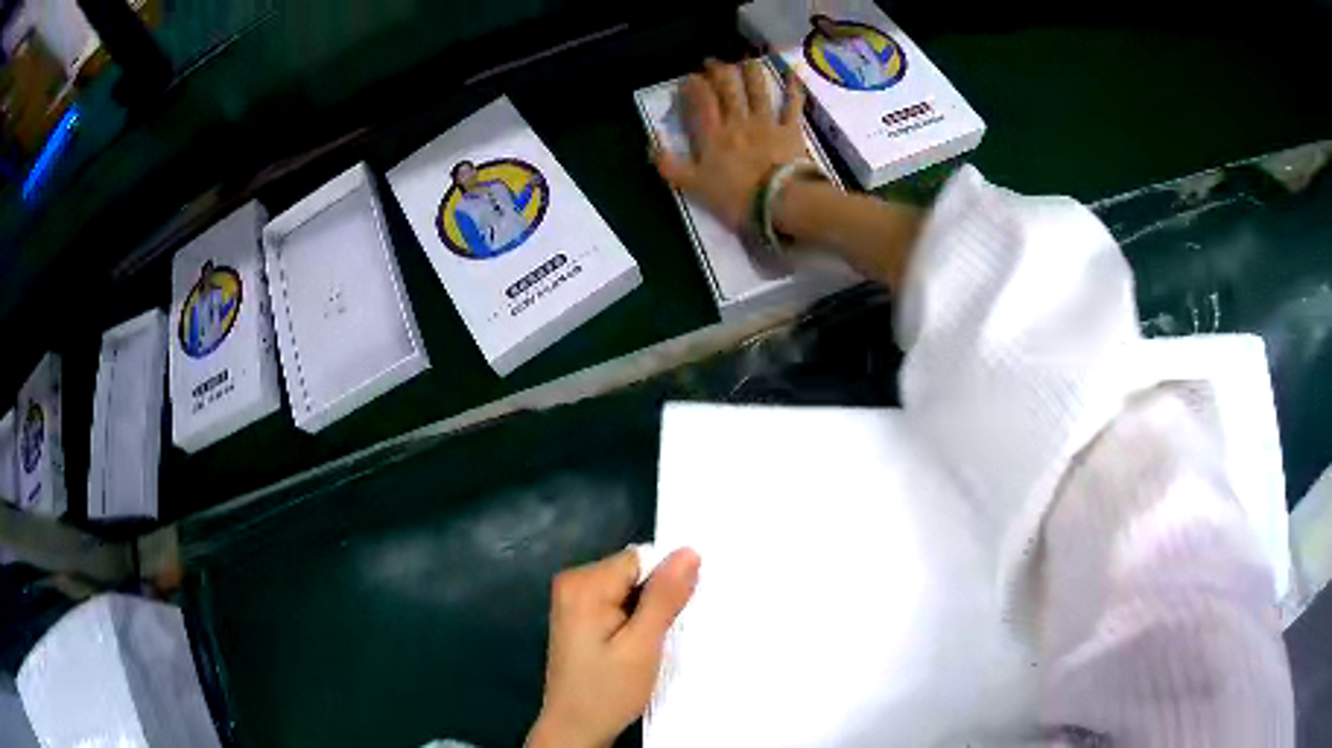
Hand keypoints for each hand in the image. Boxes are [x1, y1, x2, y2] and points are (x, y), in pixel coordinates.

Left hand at [527, 548, 700, 747]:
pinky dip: (634, 621)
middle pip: (633, 572)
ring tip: (650, 644)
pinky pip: (618, 603)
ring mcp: (573, 601)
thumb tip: (689, 551)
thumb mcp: (642, 646)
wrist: (575, 729)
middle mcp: (572, 583)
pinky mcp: (579, 618)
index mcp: (583, 584)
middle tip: (662, 635)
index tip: (677, 614)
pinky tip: (637, 647)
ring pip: (629, 589)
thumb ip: (664, 598)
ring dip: (647, 612)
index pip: (640, 559)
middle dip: (655, 599)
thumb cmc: (607, 691)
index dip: (664, 584)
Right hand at [654, 59, 808, 230]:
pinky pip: (792, 105)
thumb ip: (671, 167)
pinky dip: (793, 90)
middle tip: (712, 62)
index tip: (689, 77)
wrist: (779, 201)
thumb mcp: (695, 187)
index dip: (694, 85)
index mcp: (713, 135)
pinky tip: (793, 75)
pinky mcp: (790, 130)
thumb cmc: (735, 196)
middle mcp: (738, 121)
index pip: (701, 101)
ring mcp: (766, 123)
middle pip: (728, 89)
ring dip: (751, 73)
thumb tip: (651, 148)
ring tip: (746, 61)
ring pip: (757, 90)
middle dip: (718, 72)